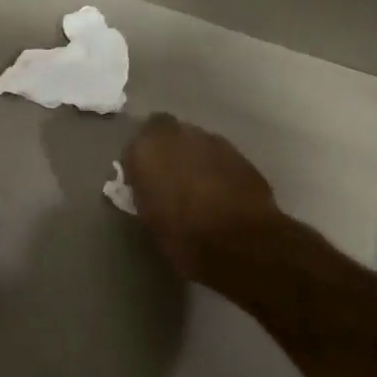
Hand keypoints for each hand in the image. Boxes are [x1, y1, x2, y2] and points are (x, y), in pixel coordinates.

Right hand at [122, 114, 281, 287]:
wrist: (240, 243)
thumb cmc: (182, 235)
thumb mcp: (148, 215)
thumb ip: (144, 189)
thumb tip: (149, 185)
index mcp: (146, 149)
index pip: (136, 143)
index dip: (142, 158)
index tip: (144, 177)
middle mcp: (178, 134)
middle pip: (168, 134)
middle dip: (169, 151)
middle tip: (171, 178)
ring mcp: (212, 141)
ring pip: (197, 142)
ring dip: (195, 158)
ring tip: (199, 187)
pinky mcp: (240, 153)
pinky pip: (220, 156)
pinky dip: (218, 168)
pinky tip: (222, 192)